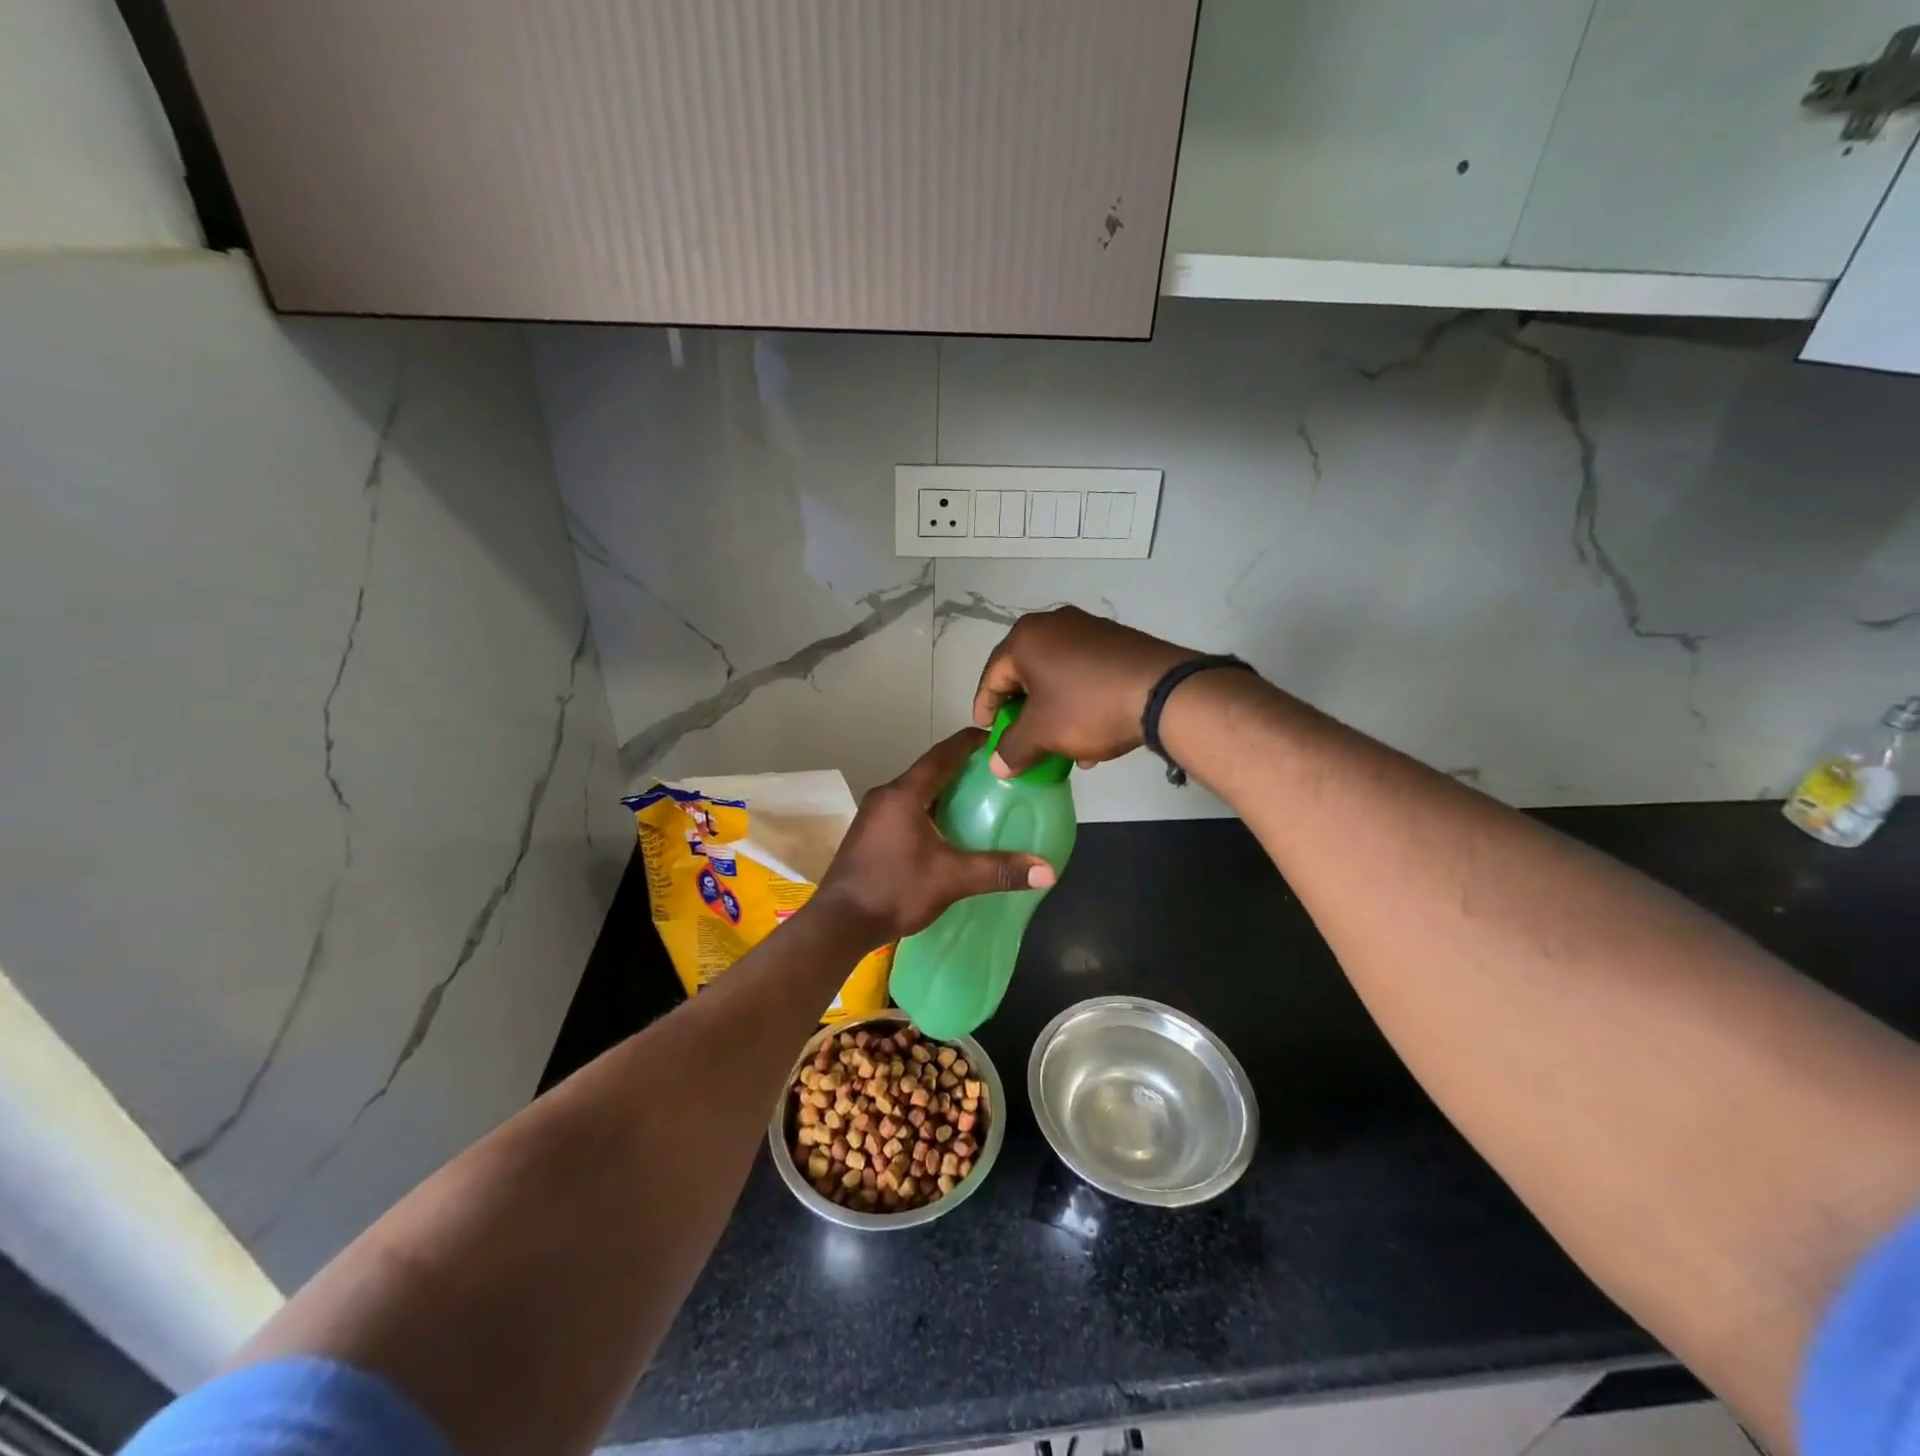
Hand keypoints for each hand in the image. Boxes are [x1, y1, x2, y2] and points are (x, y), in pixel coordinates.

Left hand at [815, 729, 1057, 946]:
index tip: (997, 737)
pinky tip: (948, 828)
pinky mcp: (870, 834)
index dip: (970, 742)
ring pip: (917, 791)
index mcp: (904, 794)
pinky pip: (906, 809)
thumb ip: (998, 870)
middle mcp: (886, 796)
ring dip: (945, 790)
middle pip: (930, 770)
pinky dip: (930, 809)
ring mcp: (874, 815)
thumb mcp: (951, 879)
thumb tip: (1048, 870)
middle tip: (997, 772)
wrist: (839, 924)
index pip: (942, 754)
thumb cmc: (894, 890)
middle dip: (962, 767)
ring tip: (978, 797)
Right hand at [972, 607, 1201, 775]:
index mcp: (1026, 639)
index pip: (992, 676)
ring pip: (1057, 676)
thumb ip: (1013, 748)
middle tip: (1022, 740)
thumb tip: (998, 764)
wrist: (1163, 692)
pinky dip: (1079, 701)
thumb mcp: (1043, 733)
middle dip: (1024, 713)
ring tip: (1060, 747)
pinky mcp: (1117, 641)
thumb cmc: (1088, 707)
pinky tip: (1091, 734)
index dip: (986, 709)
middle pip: (1025, 674)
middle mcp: (1053, 625)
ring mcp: (1089, 629)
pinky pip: (1084, 673)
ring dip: (1054, 712)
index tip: (988, 735)